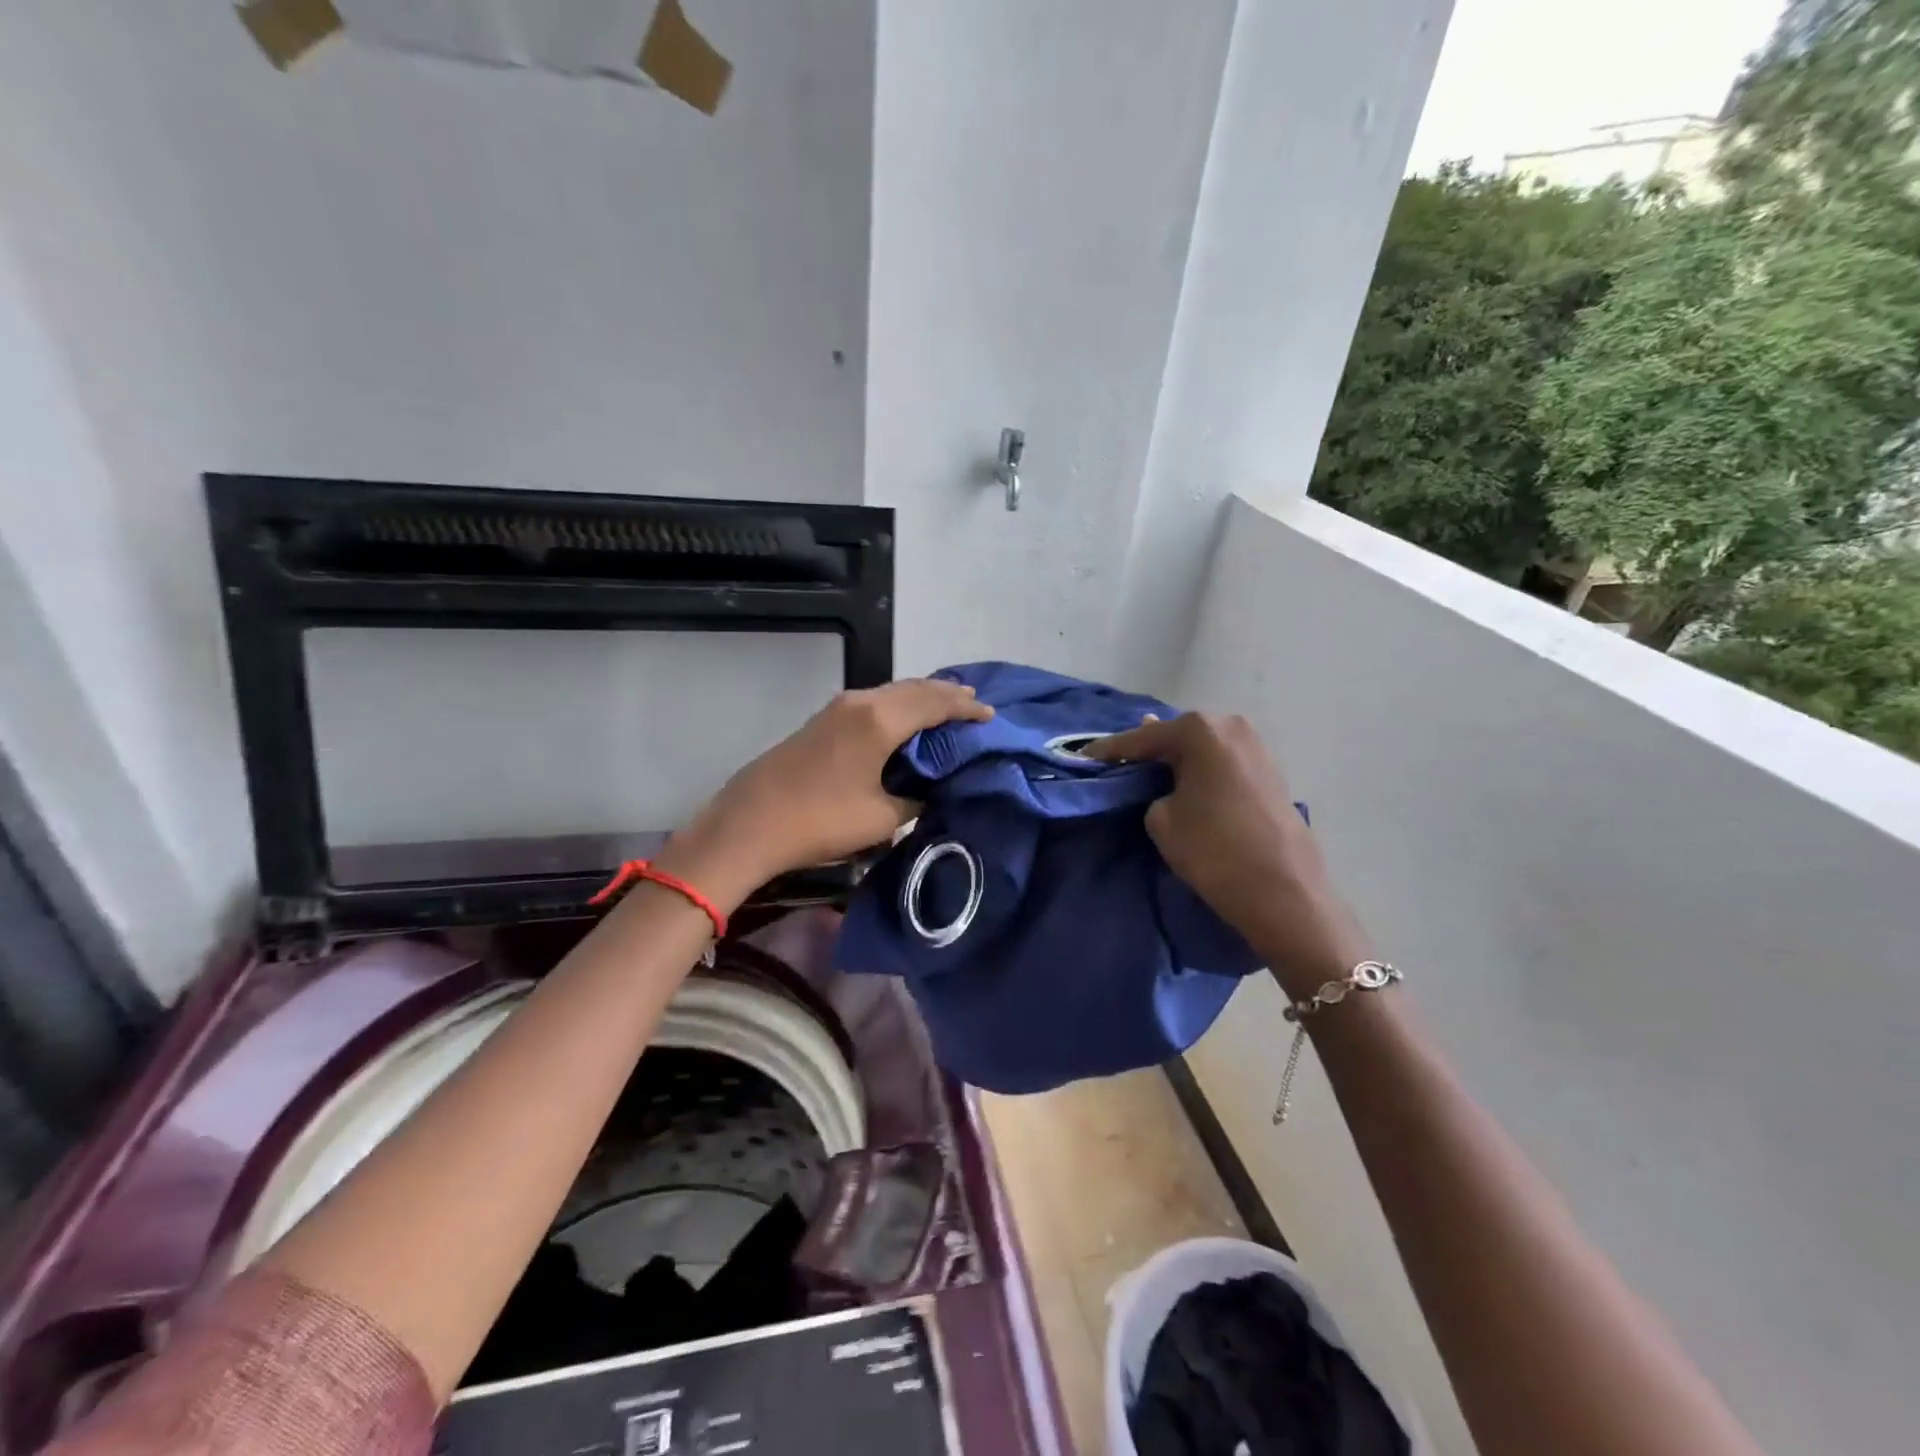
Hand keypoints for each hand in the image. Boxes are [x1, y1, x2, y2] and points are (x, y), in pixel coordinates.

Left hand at [655, 680, 993, 908]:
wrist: (749, 823)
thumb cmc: (821, 820)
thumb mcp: (882, 817)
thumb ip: (915, 797)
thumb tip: (929, 787)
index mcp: (881, 719)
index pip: (936, 704)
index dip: (967, 709)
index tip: (991, 717)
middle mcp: (862, 702)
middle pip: (915, 688)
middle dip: (947, 695)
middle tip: (974, 705)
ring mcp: (838, 707)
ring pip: (892, 692)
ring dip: (921, 697)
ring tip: (947, 706)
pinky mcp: (823, 720)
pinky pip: (874, 702)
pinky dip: (899, 706)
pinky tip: (905, 719)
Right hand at [1086, 714, 1370, 998]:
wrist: (1284, 893)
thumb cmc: (1214, 850)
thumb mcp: (1162, 819)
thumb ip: (1152, 789)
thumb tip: (1161, 780)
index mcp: (1201, 730)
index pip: (1143, 739)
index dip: (1109, 752)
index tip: (1083, 758)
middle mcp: (1231, 726)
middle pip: (1176, 736)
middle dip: (1147, 750)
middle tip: (1117, 763)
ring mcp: (1256, 746)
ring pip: (1202, 748)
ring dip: (1176, 760)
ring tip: (1146, 771)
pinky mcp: (1270, 771)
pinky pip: (1221, 763)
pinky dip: (1200, 770)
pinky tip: (1184, 781)